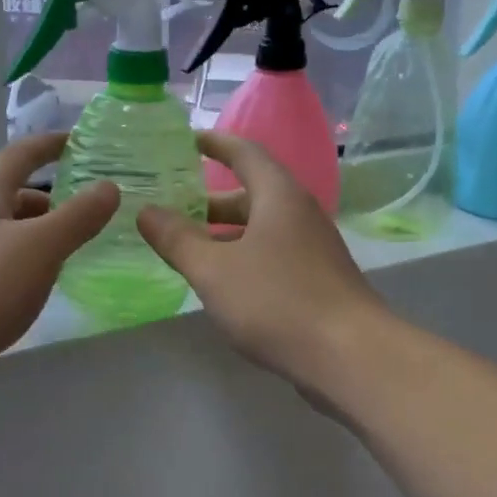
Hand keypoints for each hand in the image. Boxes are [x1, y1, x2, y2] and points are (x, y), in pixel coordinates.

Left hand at [0, 133, 118, 418]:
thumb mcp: (38, 247)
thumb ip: (77, 217)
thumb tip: (109, 187)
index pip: (20, 155)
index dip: (51, 144)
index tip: (83, 141)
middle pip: (16, 196)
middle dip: (56, 198)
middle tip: (96, 209)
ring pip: (12, 235)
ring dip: (45, 235)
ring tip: (82, 248)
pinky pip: (6, 267)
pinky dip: (32, 266)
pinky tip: (49, 285)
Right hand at [137, 132, 389, 395]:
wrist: (350, 355)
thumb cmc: (277, 301)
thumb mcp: (213, 270)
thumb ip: (177, 239)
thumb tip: (146, 211)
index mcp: (278, 195)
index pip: (244, 152)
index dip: (214, 143)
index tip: (185, 140)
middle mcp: (299, 212)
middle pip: (251, 192)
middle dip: (209, 199)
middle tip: (171, 206)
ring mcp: (313, 247)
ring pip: (261, 227)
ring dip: (224, 232)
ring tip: (186, 246)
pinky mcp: (318, 278)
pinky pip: (272, 253)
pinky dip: (242, 255)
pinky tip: (221, 281)